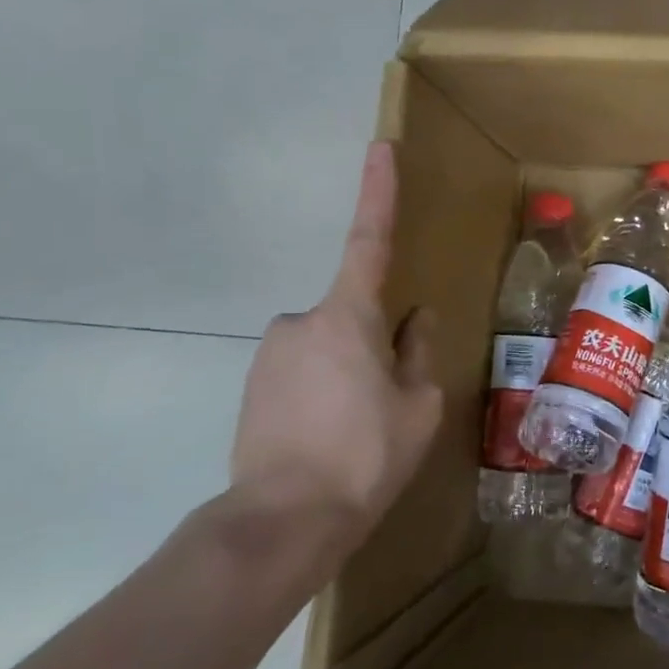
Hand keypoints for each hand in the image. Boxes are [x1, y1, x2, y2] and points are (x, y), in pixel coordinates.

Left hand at [229, 141, 442, 572]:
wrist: (282, 522)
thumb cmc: (365, 454)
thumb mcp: (418, 404)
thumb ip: (418, 351)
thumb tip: (415, 318)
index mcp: (348, 316)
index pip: (369, 240)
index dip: (378, 192)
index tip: (379, 147)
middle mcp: (300, 322)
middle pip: (353, 315)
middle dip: (375, 344)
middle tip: (388, 402)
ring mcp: (270, 355)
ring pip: (328, 348)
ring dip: (348, 374)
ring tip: (357, 431)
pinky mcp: (251, 387)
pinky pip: (302, 373)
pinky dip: (322, 393)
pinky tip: (328, 439)